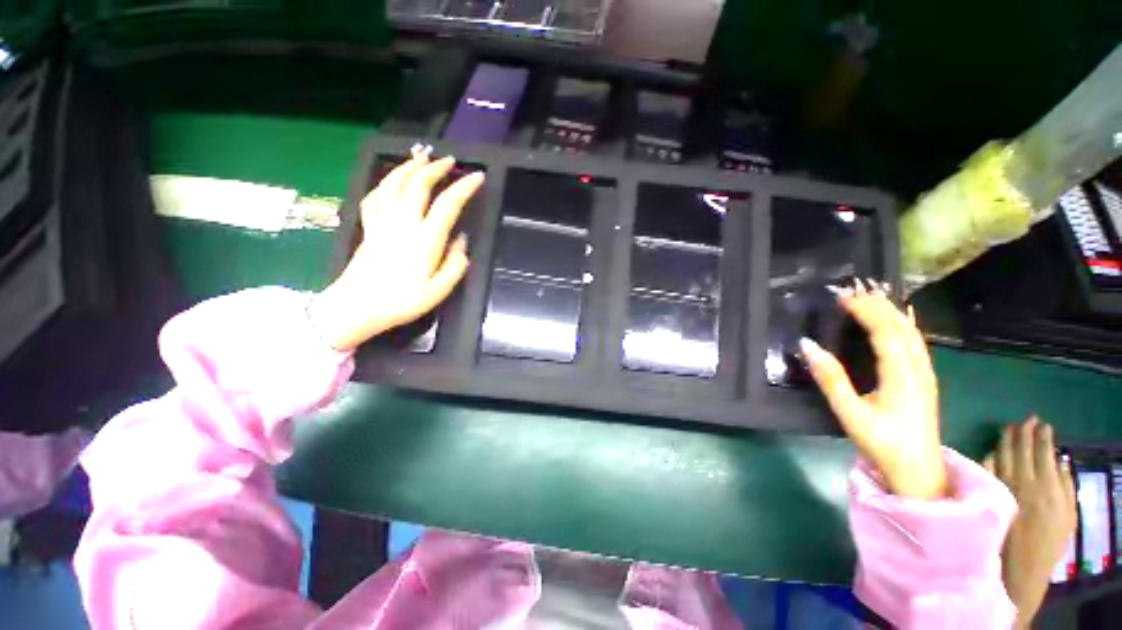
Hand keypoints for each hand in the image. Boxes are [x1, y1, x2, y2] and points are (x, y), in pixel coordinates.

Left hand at [309, 146, 484, 351]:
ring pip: (393, 183)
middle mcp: (403, 223)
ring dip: (409, 167)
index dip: (464, 187)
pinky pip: (375, 195)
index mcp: (425, 240)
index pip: (448, 204)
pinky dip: (386, 183)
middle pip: (418, 184)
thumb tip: (461, 241)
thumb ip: (455, 264)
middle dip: (435, 168)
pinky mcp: (368, 226)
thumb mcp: (439, 290)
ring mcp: (382, 222)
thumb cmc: (402, 301)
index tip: (477, 176)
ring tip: (421, 158)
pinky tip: (392, 180)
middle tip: (449, 161)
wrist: (357, 307)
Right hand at [800, 280, 947, 499]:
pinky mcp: (924, 378)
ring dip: (891, 310)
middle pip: (901, 327)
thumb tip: (808, 345)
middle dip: (877, 304)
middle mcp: (918, 368)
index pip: (884, 331)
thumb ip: (830, 379)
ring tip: (871, 295)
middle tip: (852, 289)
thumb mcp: (850, 413)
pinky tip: (900, 317)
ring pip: (912, 332)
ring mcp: (925, 373)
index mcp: (901, 375)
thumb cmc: (883, 444)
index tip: (842, 295)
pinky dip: (904, 323)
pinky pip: (916, 341)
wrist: (919, 472)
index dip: (864, 310)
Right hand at [984, 419, 1076, 628]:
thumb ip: (989, 479)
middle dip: (1032, 436)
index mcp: (1012, 485)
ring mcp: (1055, 497)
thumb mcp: (988, 508)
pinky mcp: (1068, 509)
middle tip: (1032, 419)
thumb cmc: (997, 539)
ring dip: (1048, 446)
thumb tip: (991, 453)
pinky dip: (1063, 467)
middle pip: (1033, 455)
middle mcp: (1035, 486)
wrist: (1023, 573)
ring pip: (1051, 463)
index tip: (1012, 424)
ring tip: (1046, 429)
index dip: (1012, 438)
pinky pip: (1066, 480)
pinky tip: (1061, 458)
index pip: (1012, 453)